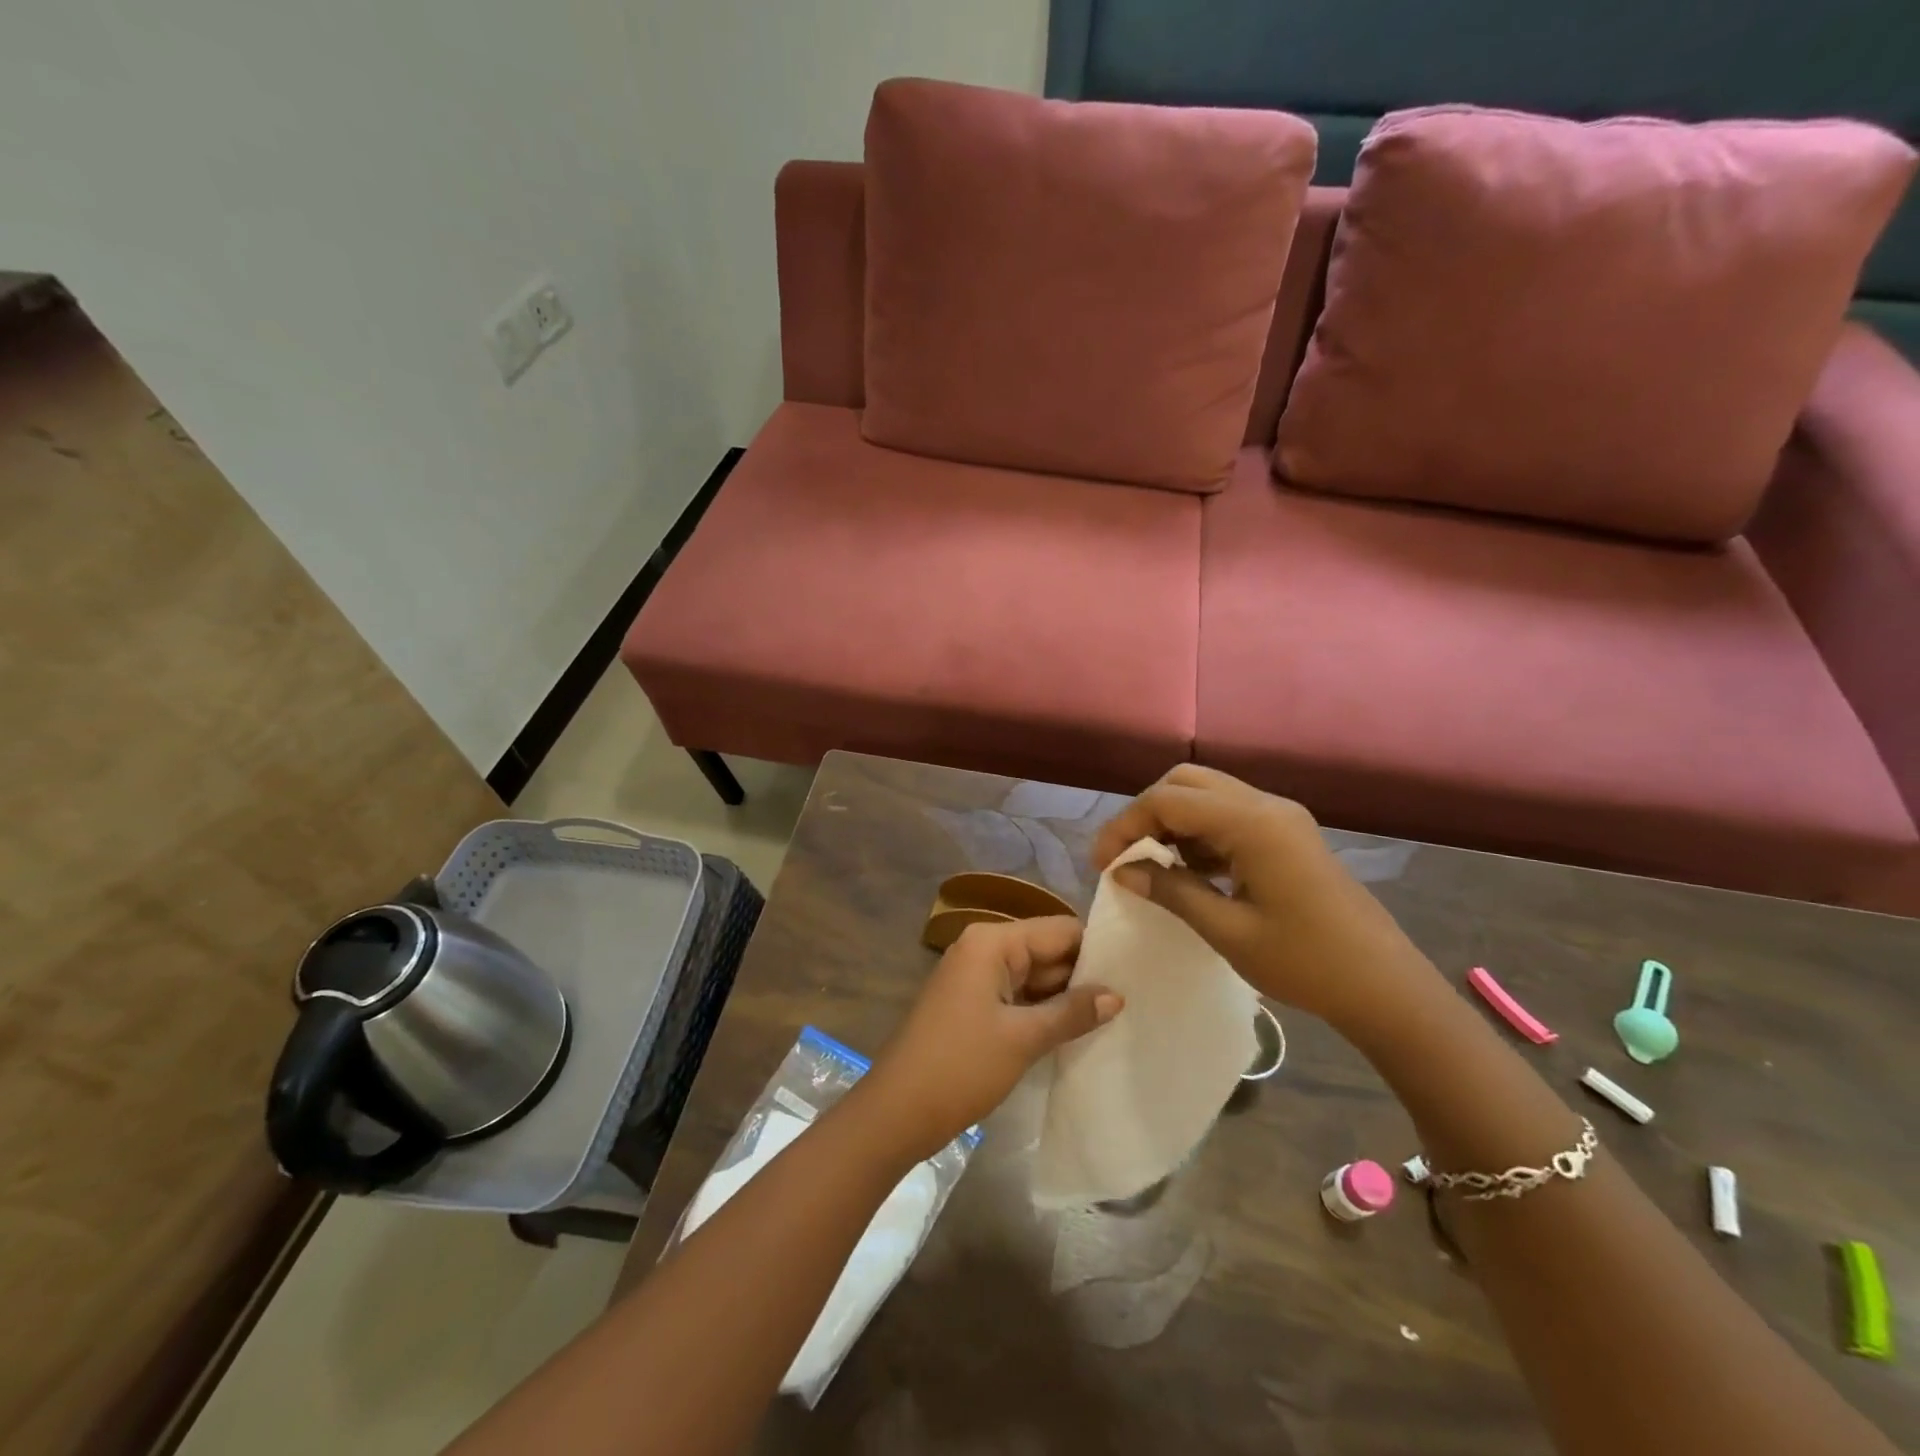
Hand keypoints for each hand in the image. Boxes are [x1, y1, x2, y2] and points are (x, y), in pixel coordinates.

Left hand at [856, 917, 1120, 1162]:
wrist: (897, 1112)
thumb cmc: (960, 1066)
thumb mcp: (1023, 1038)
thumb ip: (1072, 1012)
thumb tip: (1118, 995)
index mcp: (992, 941)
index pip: (1059, 929)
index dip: (1096, 949)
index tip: (1137, 971)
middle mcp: (984, 949)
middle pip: (1047, 950)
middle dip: (1085, 975)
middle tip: (1136, 998)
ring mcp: (977, 978)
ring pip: (1035, 977)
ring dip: (1067, 997)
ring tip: (1118, 1016)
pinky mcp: (974, 1005)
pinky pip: (1019, 997)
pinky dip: (1044, 1012)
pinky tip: (1078, 1031)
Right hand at [1090, 765, 1438, 1031]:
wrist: (1386, 988)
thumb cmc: (1307, 963)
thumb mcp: (1228, 931)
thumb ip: (1171, 891)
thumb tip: (1121, 870)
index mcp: (1253, 823)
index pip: (1168, 800)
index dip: (1126, 825)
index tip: (1101, 863)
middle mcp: (1266, 806)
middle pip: (1186, 782)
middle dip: (1147, 813)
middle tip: (1126, 856)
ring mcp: (1281, 818)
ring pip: (1207, 795)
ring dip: (1172, 821)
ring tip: (1150, 865)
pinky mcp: (1288, 835)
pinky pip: (1228, 816)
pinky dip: (1198, 833)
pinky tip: (1188, 870)